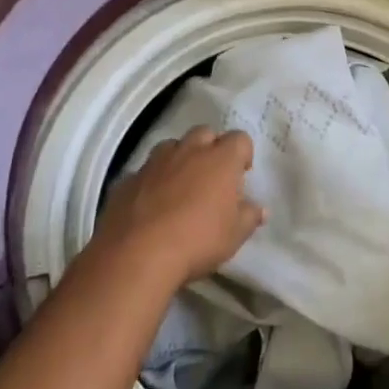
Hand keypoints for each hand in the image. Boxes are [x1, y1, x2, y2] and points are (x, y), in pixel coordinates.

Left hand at [90, 127, 264, 291]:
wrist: (137, 254)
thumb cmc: (197, 240)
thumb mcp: (234, 236)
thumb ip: (249, 217)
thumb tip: (259, 209)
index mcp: (220, 159)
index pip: (240, 139)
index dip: (242, 154)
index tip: (241, 175)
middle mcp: (189, 150)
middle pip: (205, 133)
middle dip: (211, 148)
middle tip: (212, 177)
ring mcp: (155, 161)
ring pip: (172, 146)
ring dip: (180, 159)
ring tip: (180, 186)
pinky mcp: (128, 177)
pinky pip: (145, 171)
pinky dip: (152, 180)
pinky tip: (151, 204)